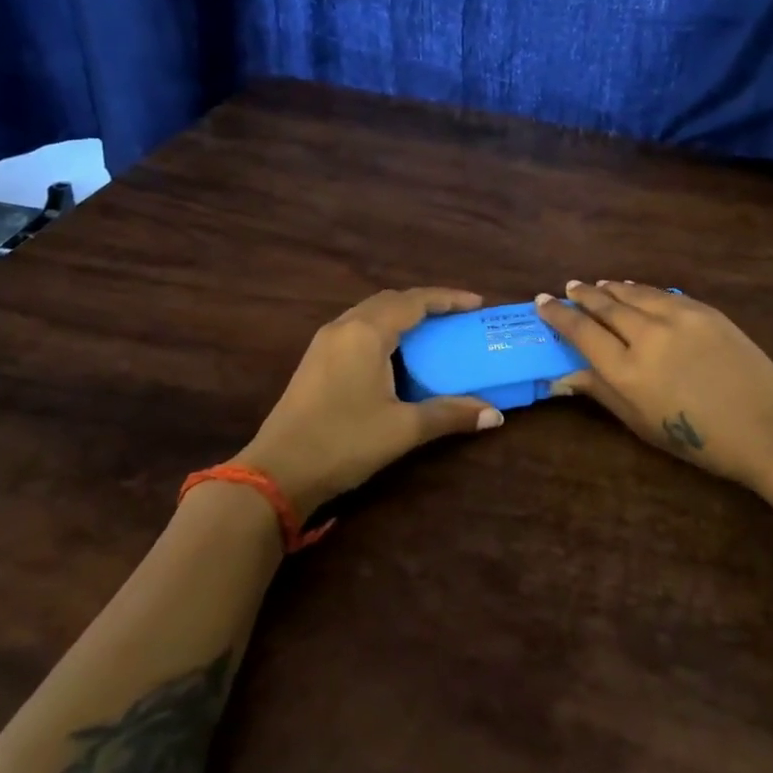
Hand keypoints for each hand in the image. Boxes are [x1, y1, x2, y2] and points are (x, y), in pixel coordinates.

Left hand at [237, 289, 503, 515]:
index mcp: (366, 333)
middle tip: (457, 318)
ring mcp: (324, 343)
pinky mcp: (315, 361)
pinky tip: (396, 355)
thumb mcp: (403, 429)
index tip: (478, 303)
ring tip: (431, 332)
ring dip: (402, 316)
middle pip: (391, 301)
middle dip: (426, 304)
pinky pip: (357, 329)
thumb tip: (495, 416)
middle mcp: (344, 327)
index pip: (415, 301)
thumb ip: (450, 414)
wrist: (276, 473)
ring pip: (370, 313)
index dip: (449, 299)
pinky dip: (384, 330)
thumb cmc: (344, 442)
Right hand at [535, 281, 772, 489]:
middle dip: (582, 295)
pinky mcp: (704, 310)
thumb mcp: (643, 424)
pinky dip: (641, 290)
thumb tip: (566, 374)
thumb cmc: (700, 441)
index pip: (582, 333)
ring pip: (633, 293)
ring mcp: (678, 317)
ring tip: (597, 285)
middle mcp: (647, 336)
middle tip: (568, 287)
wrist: (769, 427)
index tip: (543, 302)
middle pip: (605, 306)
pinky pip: (662, 294)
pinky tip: (635, 290)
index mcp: (627, 371)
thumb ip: (603, 393)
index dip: (559, 316)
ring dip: (611, 288)